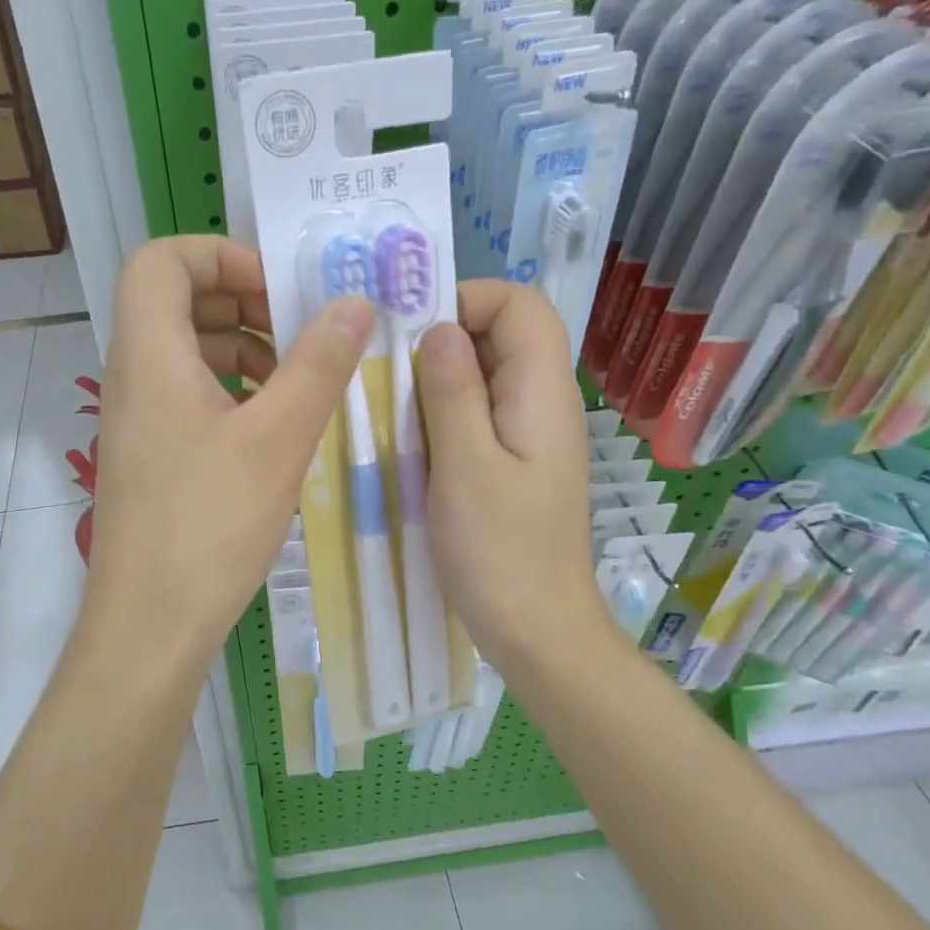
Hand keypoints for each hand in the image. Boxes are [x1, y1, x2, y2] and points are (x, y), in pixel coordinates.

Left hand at [85, 235, 373, 668]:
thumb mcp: (277, 439)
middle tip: (300, 331)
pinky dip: (232, 392)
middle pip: (176, 301)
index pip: (162, 260)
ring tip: (297, 382)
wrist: (150, 624)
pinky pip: (188, 396)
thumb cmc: (209, 524)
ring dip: (243, 350)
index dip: (220, 255)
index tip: (278, 291)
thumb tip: (354, 303)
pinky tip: (274, 428)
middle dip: (243, 302)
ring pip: (186, 352)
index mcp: (149, 354)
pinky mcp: (150, 457)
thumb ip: (318, 364)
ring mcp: (137, 420)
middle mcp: (132, 377)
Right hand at [417, 280, 615, 670]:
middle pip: (502, 336)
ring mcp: (528, 436)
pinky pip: (478, 415)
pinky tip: (408, 439)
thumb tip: (440, 327)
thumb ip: (453, 392)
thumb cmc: (501, 553)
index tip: (413, 331)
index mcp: (542, 395)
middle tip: (386, 369)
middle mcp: (542, 404)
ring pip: (484, 376)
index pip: (521, 305)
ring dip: (437, 378)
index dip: (469, 299)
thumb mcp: (466, 468)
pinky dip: (442, 413)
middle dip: (443, 337)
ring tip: (388, 404)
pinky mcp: (512, 463)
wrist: (536, 630)